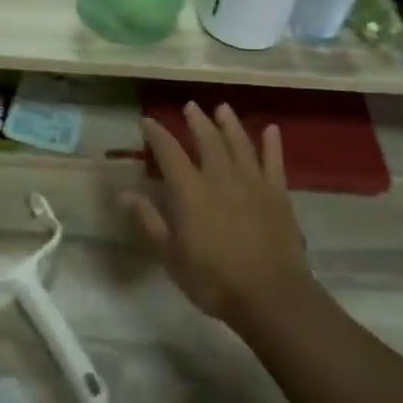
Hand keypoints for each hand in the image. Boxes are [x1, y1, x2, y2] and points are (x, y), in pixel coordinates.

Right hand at [122, 104, 315, 331]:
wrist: (270, 295)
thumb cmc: (213, 279)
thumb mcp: (170, 255)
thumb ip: (149, 221)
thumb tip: (123, 193)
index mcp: (190, 190)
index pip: (169, 152)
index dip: (157, 134)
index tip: (147, 121)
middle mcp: (220, 177)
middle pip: (207, 140)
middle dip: (196, 121)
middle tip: (190, 106)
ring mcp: (253, 183)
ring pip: (239, 144)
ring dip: (230, 124)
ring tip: (222, 108)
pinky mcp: (278, 194)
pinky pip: (274, 162)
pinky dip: (272, 144)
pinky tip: (271, 130)